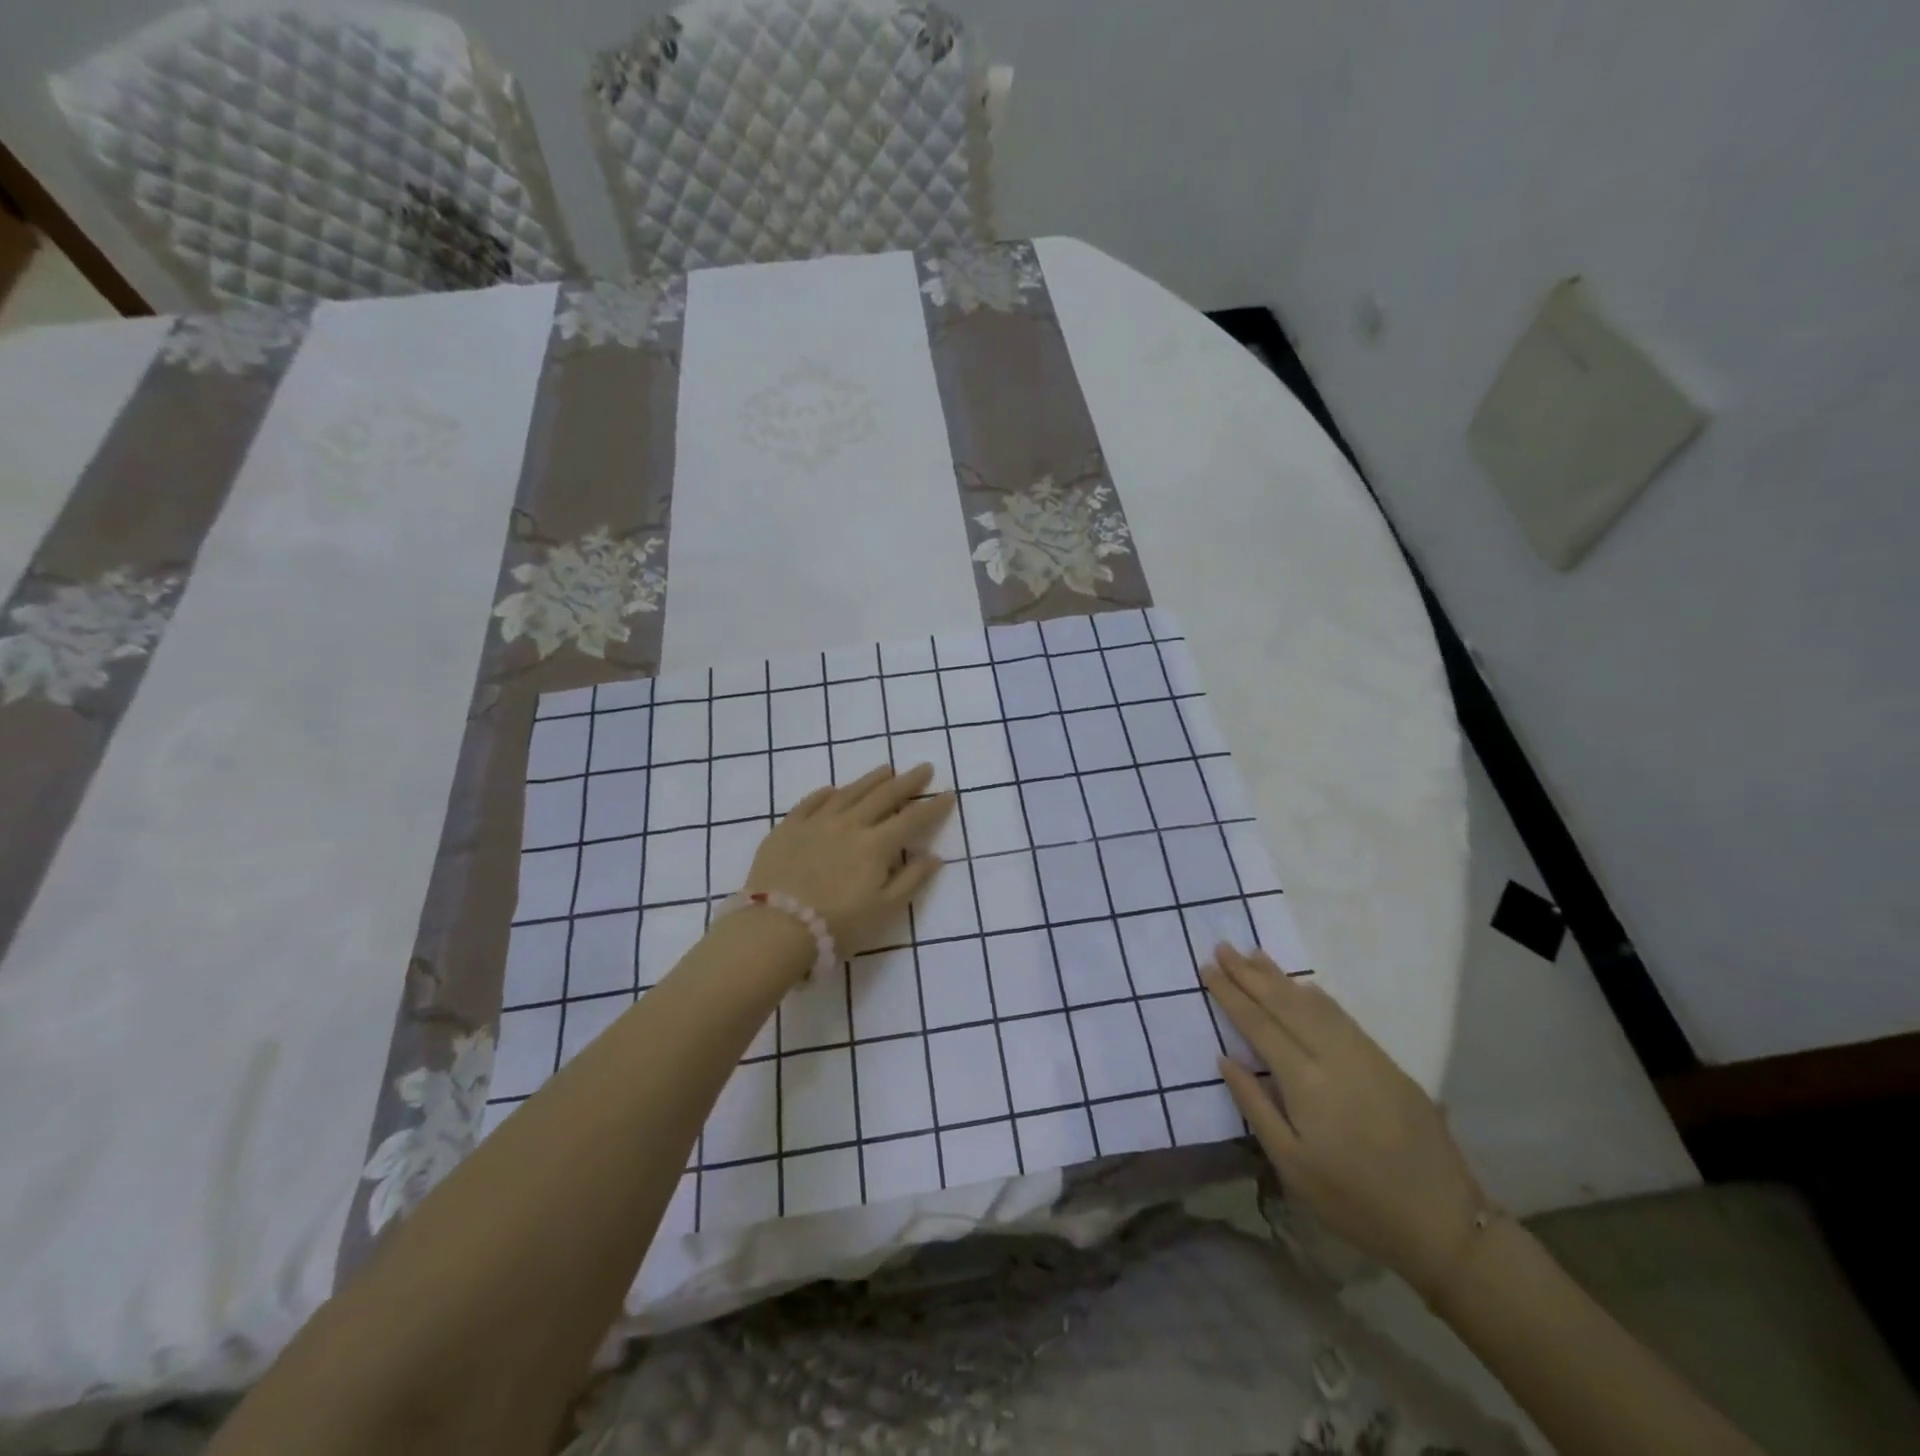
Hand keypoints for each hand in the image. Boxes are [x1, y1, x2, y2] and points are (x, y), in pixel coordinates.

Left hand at [745, 763, 953, 955]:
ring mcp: (816, 822)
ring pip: (849, 792)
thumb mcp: (884, 910)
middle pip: (883, 796)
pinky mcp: (787, 828)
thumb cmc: (836, 925)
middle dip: (907, 782)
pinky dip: (826, 793)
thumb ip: (911, 880)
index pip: (912, 819)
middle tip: (924, 768)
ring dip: (871, 779)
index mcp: (876, 845)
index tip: (949, 794)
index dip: (933, 807)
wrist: (775, 929)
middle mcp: (849, 824)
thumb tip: (933, 856)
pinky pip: (810, 802)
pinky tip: (833, 789)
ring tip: (886, 769)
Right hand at [1203, 945, 1486, 1301]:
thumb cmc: (1354, 1201)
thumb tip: (1226, 1058)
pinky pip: (1342, 1016)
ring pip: (1314, 1004)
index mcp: (1306, 1082)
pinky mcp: (1386, 1063)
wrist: (1443, 1223)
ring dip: (1281, 977)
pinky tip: (1304, 986)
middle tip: (1222, 947)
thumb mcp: (1292, 1165)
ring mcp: (1364, 1055)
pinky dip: (1316, 996)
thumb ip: (1255, 1106)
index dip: (1231, 995)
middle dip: (1250, 974)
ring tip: (1253, 954)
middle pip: (1284, 1004)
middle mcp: (1334, 1057)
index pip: (1259, 1025)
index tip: (1207, 969)